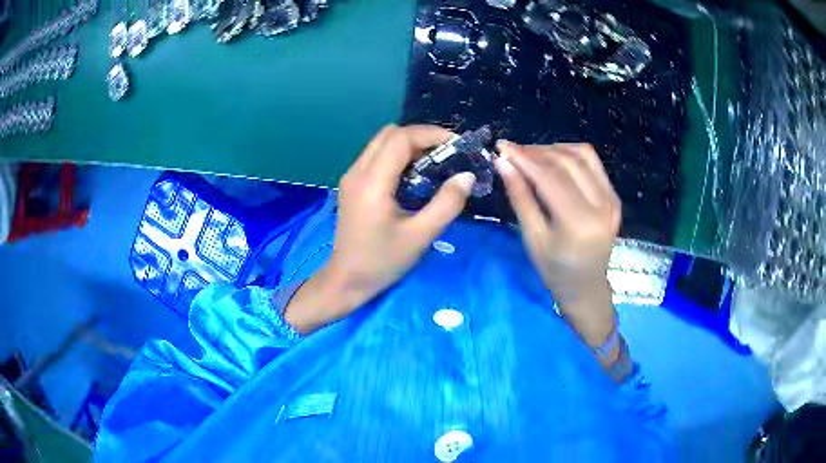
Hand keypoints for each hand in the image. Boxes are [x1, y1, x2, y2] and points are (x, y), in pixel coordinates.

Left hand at [283, 125, 475, 333]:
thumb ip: (447, 204)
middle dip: (421, 136)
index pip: (401, 138)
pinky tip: (414, 175)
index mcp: (372, 182)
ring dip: (409, 145)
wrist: (346, 280)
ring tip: (435, 162)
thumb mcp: (420, 236)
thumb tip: (467, 175)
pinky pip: (376, 156)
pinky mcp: (351, 185)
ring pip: (381, 143)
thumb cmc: (382, 262)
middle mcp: (357, 172)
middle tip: (447, 153)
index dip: (431, 134)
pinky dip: (398, 156)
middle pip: (389, 134)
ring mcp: (351, 177)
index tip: (457, 144)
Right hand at [495, 142, 620, 349]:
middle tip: (512, 152)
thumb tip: (504, 163)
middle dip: (536, 151)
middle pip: (566, 162)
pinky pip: (593, 163)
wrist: (586, 287)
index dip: (524, 158)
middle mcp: (601, 205)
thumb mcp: (532, 238)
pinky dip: (571, 155)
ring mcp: (611, 199)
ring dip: (554, 149)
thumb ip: (520, 198)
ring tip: (531, 155)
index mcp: (579, 223)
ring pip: (582, 155)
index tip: (502, 147)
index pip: (549, 177)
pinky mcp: (614, 196)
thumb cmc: (555, 270)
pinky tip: (555, 160)